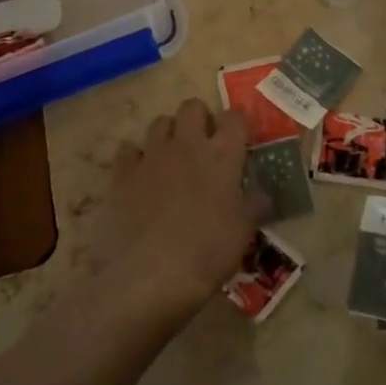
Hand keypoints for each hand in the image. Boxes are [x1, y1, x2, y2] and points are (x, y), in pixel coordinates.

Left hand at [93, 99, 261, 326]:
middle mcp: (187, 145)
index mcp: (222, 155)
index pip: (235, 117)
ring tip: (172, 158)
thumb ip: (254, 205)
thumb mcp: (243, 232)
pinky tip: (140, 176)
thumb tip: (263, 193)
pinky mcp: (122, 173)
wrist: (150, 277)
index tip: (240, 136)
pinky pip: (128, 150)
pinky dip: (135, 157)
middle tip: (204, 143)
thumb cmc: (207, 254)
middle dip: (199, 118)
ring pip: (159, 122)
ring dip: (168, 134)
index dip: (239, 122)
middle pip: (192, 107)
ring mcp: (152, 156)